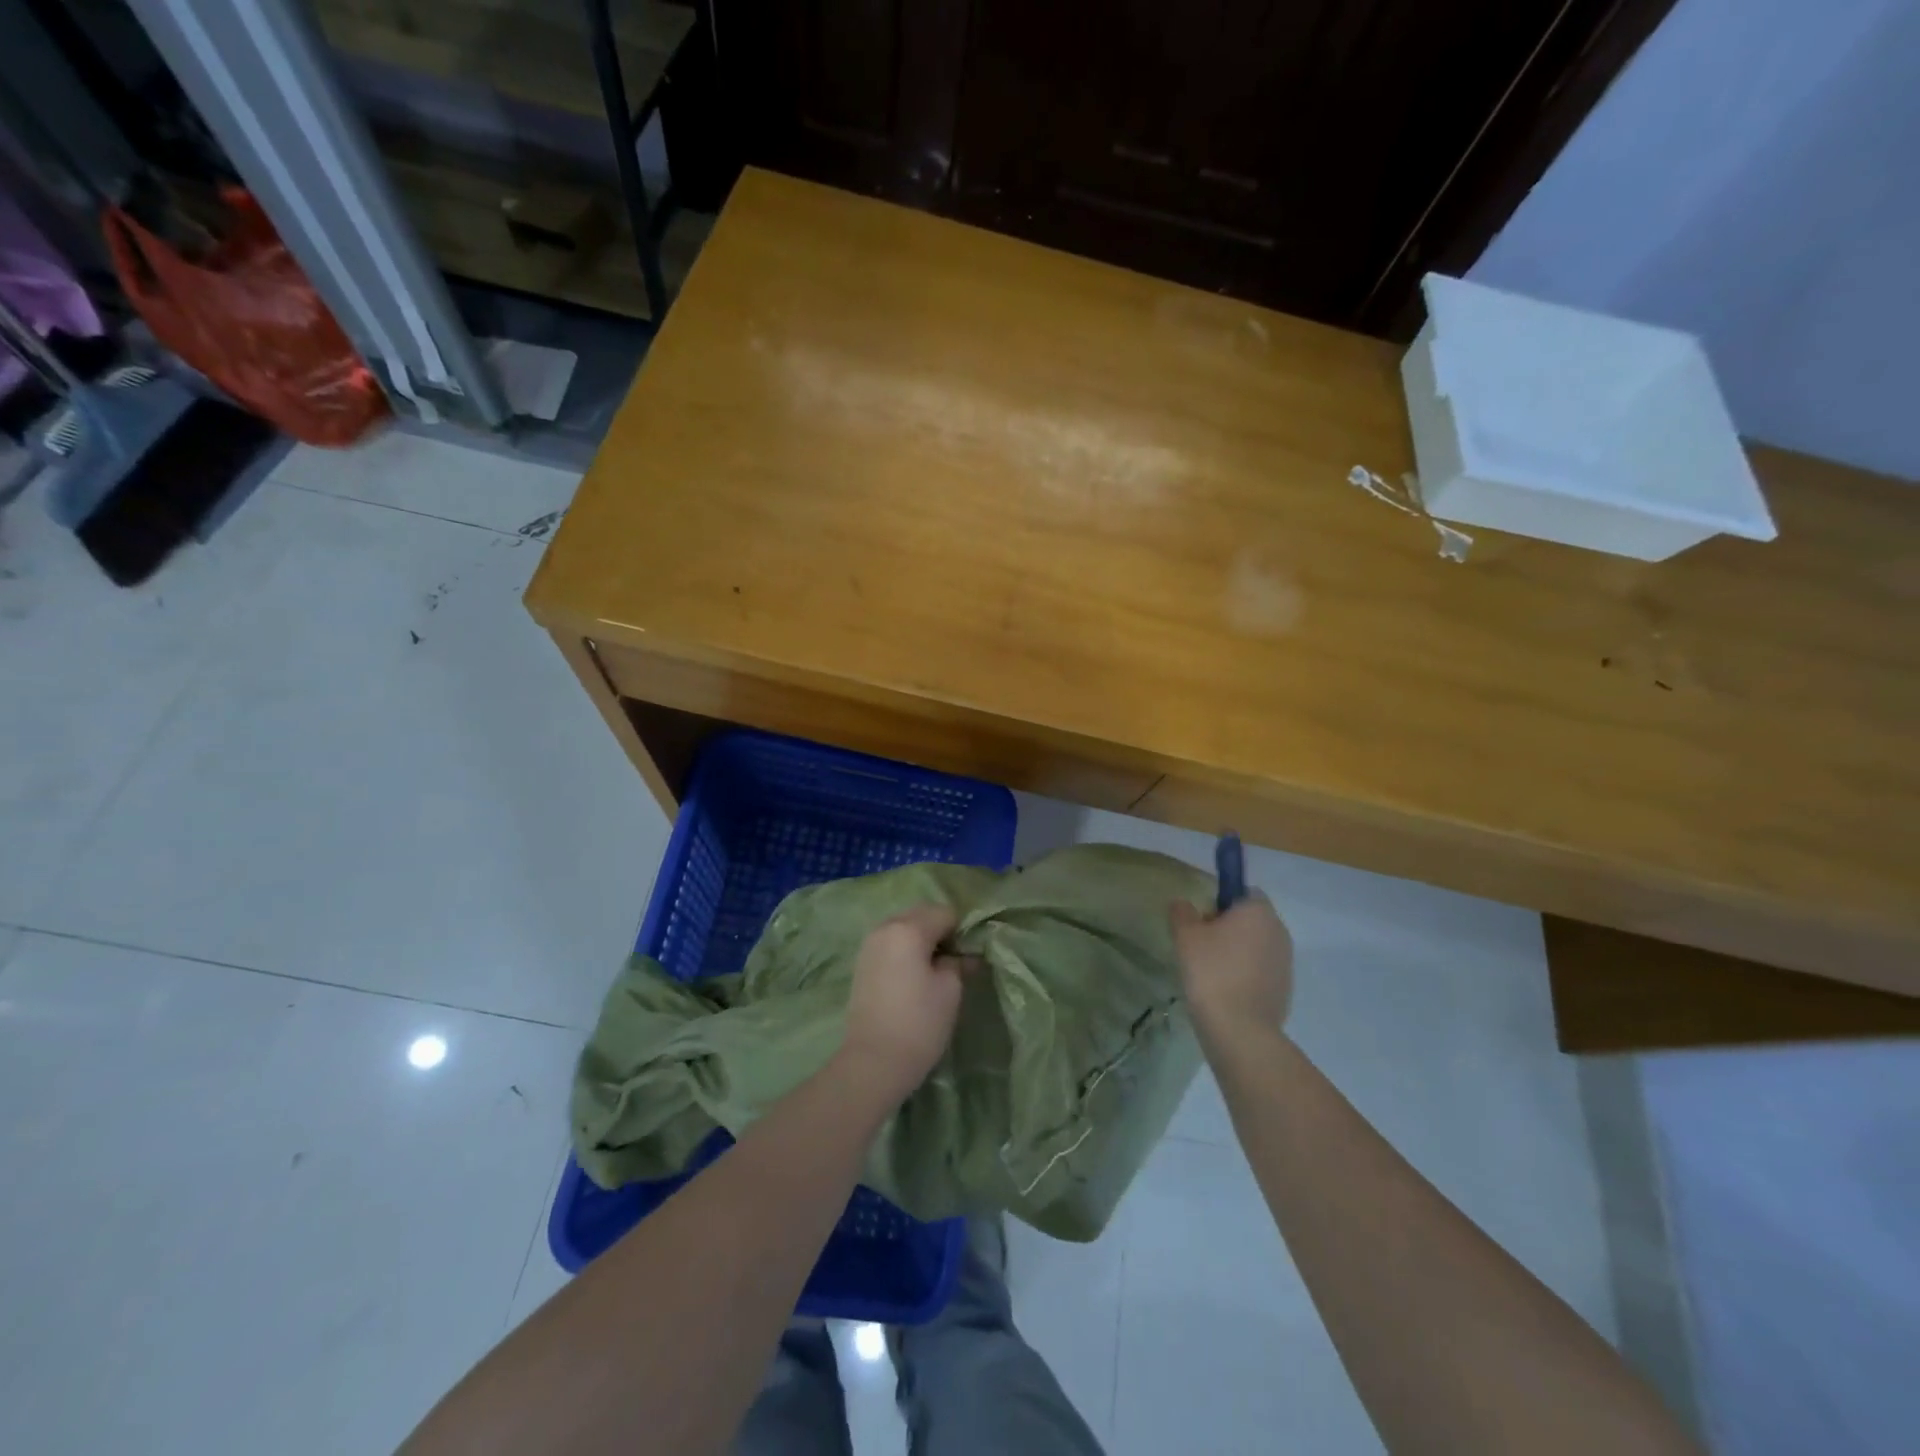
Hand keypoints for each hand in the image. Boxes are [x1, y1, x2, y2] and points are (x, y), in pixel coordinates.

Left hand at [839, 904, 970, 1104]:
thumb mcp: (950, 990)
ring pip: (903, 927)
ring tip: (933, 970)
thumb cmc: (919, 1023)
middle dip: (939, 930)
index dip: (961, 931)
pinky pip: (890, 943)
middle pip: (920, 914)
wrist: (873, 1062)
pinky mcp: (861, 963)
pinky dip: (904, 950)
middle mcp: (885, 928)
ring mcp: (869, 945)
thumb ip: (958, 963)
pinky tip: (913, 977)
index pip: (944, 913)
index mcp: (909, 929)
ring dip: (921, 939)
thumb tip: (963, 955)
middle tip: (953, 961)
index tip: (967, 956)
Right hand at [1169, 893, 1293, 1048]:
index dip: (1221, 901)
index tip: (1202, 920)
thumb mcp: (1185, 935)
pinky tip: (1225, 990)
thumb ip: (1182, 912)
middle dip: (1228, 927)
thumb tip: (1183, 904)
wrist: (1239, 1029)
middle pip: (1250, 918)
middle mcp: (1279, 931)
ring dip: (1237, 951)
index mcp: (1258, 911)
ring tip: (1211, 971)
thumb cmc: (1211, 971)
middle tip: (1200, 945)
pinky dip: (1245, 974)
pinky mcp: (1285, 988)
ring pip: (1256, 945)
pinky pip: (1261, 970)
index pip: (1243, 891)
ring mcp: (1285, 961)